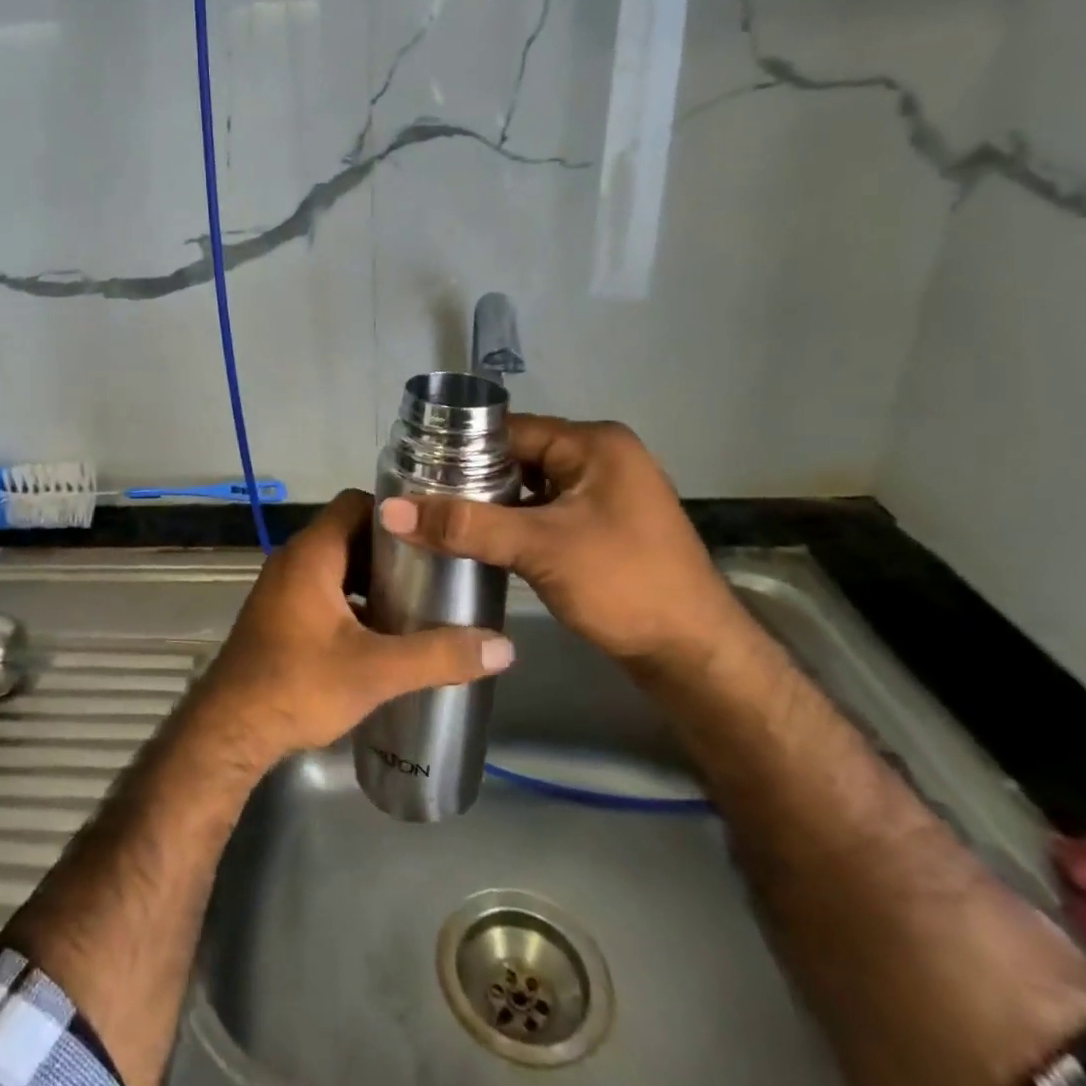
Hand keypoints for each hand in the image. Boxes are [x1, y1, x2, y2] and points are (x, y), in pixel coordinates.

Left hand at [192, 490, 513, 770]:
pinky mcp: (280, 615)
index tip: (435, 532)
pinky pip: (324, 591)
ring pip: (338, 566)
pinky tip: (382, 633)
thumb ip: (438, 655)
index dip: (396, 512)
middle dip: (393, 551)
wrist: (230, 730)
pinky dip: (353, 601)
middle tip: (437, 570)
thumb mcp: (376, 671)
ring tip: (418, 601)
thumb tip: (503, 647)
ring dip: (373, 579)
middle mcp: (294, 561)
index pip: (356, 503)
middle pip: (350, 534)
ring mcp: (282, 588)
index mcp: (312, 554)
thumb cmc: (299, 685)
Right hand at [379, 416, 756, 666]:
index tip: (413, 471)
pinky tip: (479, 541)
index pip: (510, 430)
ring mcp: (605, 493)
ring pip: (529, 487)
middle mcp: (602, 458)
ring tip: (438, 520)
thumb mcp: (538, 548)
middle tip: (420, 500)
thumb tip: (392, 510)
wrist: (693, 655)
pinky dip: (513, 523)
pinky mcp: (603, 526)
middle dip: (471, 479)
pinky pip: (545, 511)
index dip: (460, 448)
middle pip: (518, 456)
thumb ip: (465, 525)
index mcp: (594, 444)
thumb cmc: (622, 584)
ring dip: (491, 504)